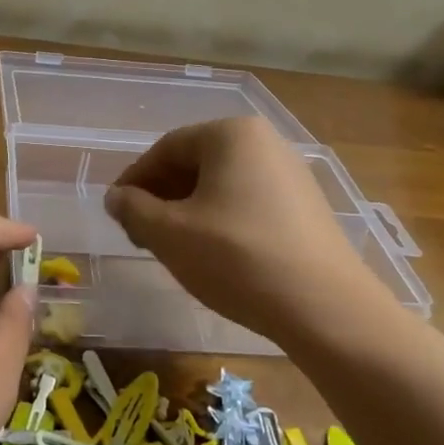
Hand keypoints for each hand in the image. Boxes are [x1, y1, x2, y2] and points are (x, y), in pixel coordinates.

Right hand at [104, 116, 382, 340]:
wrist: (326, 309)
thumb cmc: (237, 258)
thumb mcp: (169, 234)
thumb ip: (133, 209)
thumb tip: (116, 197)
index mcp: (231, 135)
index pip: (166, 149)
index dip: (134, 180)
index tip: (116, 212)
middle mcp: (265, 142)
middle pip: (195, 164)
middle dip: (162, 197)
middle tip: (140, 233)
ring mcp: (291, 174)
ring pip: (221, 185)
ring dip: (188, 211)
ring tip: (173, 247)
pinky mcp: (307, 207)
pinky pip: (248, 202)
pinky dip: (220, 221)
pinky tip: (213, 255)